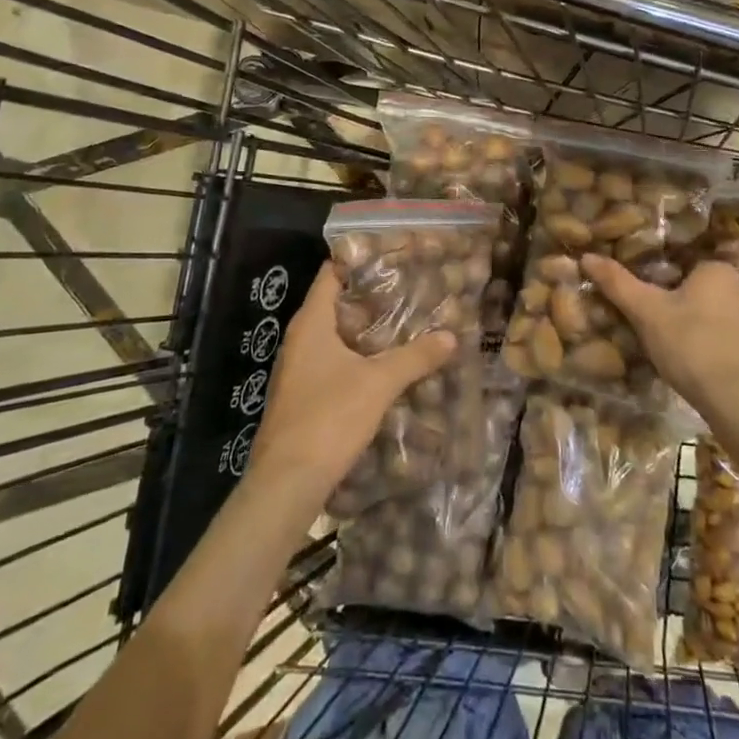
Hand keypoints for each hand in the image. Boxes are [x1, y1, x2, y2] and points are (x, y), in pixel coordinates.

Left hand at [248, 266, 457, 502]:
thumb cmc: (329, 417)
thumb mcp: (379, 383)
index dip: (359, 260)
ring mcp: (298, 369)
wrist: (287, 482)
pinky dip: (358, 356)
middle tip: (409, 288)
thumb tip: (452, 336)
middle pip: (336, 303)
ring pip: (335, 335)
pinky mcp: (303, 395)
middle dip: (371, 296)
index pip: (331, 274)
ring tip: (405, 322)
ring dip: (366, 329)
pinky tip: (385, 365)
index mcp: (311, 323)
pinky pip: (333, 361)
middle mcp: (300, 339)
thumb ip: (415, 357)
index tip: (392, 256)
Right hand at [582, 255, 738, 422]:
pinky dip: (700, 343)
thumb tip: (587, 256)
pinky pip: (717, 336)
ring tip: (659, 341)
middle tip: (642, 317)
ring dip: (685, 324)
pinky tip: (684, 360)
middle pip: (693, 287)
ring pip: (705, 314)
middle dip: (670, 300)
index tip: (638, 292)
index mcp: (717, 269)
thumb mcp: (647, 311)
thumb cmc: (692, 344)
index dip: (656, 275)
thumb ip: (617, 283)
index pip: (681, 261)